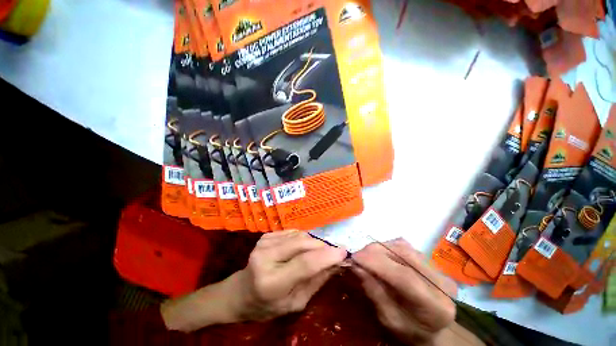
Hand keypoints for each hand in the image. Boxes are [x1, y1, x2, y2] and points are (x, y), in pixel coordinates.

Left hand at [233, 230, 347, 320]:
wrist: (241, 291)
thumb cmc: (268, 305)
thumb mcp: (295, 303)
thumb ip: (316, 281)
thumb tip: (336, 263)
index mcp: (272, 282)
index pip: (305, 263)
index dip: (327, 256)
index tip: (343, 252)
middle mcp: (266, 257)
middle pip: (302, 243)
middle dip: (321, 246)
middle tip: (333, 252)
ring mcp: (264, 243)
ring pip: (299, 235)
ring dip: (312, 242)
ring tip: (316, 253)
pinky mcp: (266, 235)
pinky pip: (292, 232)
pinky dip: (302, 239)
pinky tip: (300, 249)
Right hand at [351, 238, 460, 345]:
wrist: (434, 328)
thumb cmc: (410, 331)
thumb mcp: (389, 320)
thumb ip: (374, 292)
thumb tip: (356, 266)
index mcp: (434, 306)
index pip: (404, 276)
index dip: (376, 262)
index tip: (355, 257)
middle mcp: (440, 282)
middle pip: (403, 254)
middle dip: (374, 251)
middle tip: (357, 257)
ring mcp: (437, 267)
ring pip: (402, 246)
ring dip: (379, 248)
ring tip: (367, 256)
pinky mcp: (430, 259)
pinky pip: (404, 245)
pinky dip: (387, 247)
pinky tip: (380, 255)